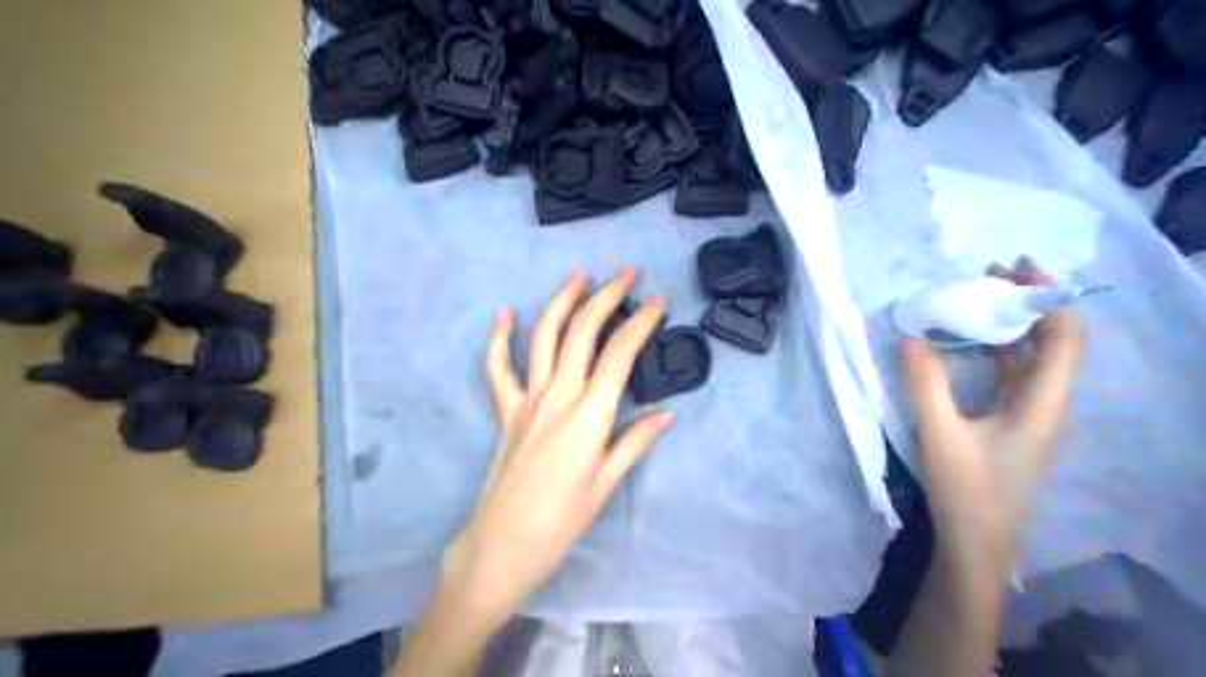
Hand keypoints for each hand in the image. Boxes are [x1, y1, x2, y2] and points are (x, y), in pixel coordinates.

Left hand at [443, 267, 674, 627]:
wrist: (503, 544)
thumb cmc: (562, 520)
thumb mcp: (606, 483)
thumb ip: (635, 442)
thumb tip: (666, 415)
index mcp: (589, 415)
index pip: (620, 353)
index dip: (642, 321)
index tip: (659, 299)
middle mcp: (557, 396)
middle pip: (582, 332)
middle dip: (606, 296)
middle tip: (627, 273)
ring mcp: (527, 399)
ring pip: (543, 337)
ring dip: (561, 302)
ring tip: (579, 275)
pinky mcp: (506, 410)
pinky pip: (498, 368)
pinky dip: (500, 339)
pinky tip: (505, 314)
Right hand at [906, 260, 1082, 559]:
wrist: (977, 541)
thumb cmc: (965, 489)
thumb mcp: (939, 433)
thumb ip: (925, 383)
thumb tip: (911, 337)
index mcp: (1043, 403)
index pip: (1063, 338)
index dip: (1047, 297)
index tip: (1016, 267)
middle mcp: (1048, 403)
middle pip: (1053, 340)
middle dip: (1026, 302)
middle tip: (989, 274)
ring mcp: (1032, 413)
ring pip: (1033, 356)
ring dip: (1010, 323)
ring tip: (977, 298)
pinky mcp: (1014, 421)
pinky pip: (1014, 372)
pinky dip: (996, 347)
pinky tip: (968, 340)